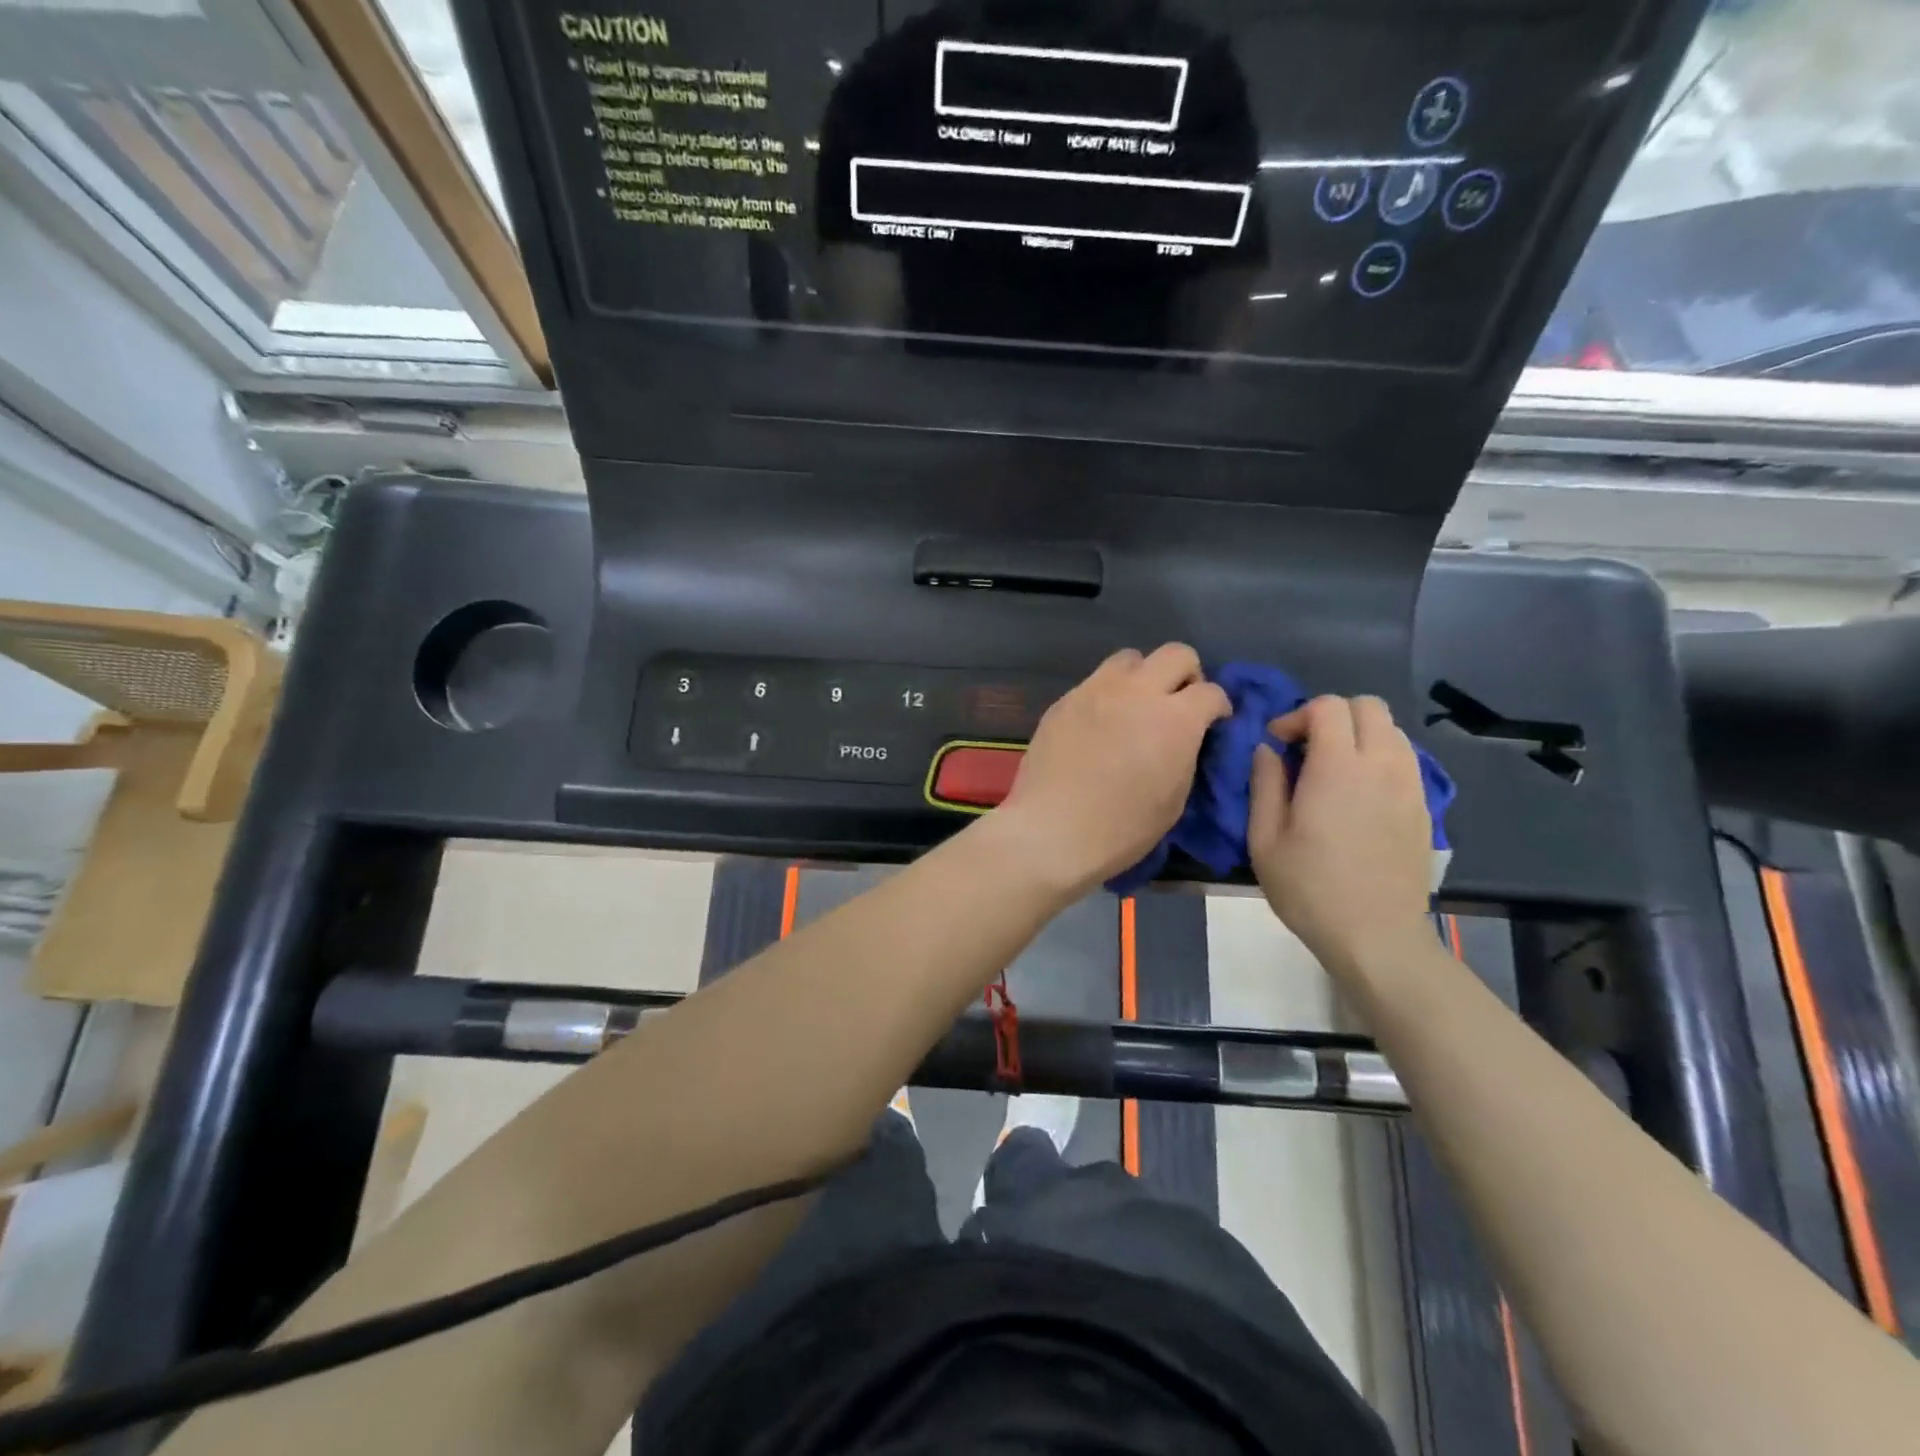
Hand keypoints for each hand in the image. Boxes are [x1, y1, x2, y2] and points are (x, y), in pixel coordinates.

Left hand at [991, 645, 1229, 895]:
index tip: (1213, 724)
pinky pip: (1094, 682)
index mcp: (1175, 718)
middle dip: (1186, 675)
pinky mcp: (1064, 700)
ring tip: (1135, 707)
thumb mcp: (1175, 798)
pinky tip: (1099, 725)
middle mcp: (1138, 692)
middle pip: (1176, 653)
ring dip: (1142, 677)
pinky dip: (1107, 695)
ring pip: (1130, 659)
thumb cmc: (1122, 827)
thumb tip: (1186, 738)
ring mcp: (1096, 690)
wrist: (1053, 830)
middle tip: (1178, 704)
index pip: (1212, 691)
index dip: (1218, 707)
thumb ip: (1186, 753)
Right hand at [1248, 695, 1433, 970]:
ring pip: (1392, 730)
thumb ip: (1265, 784)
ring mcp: (1410, 785)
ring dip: (1359, 734)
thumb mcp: (1265, 839)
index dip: (1297, 715)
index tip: (1277, 744)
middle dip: (1332, 715)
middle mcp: (1381, 765)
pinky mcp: (1424, 807)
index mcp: (1338, 768)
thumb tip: (1267, 749)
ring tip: (1334, 768)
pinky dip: (1380, 758)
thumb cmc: (1309, 888)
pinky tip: (1359, 793)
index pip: (1328, 707)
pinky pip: (1405, 759)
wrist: (1376, 936)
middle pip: (1368, 706)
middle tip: (1306, 748)